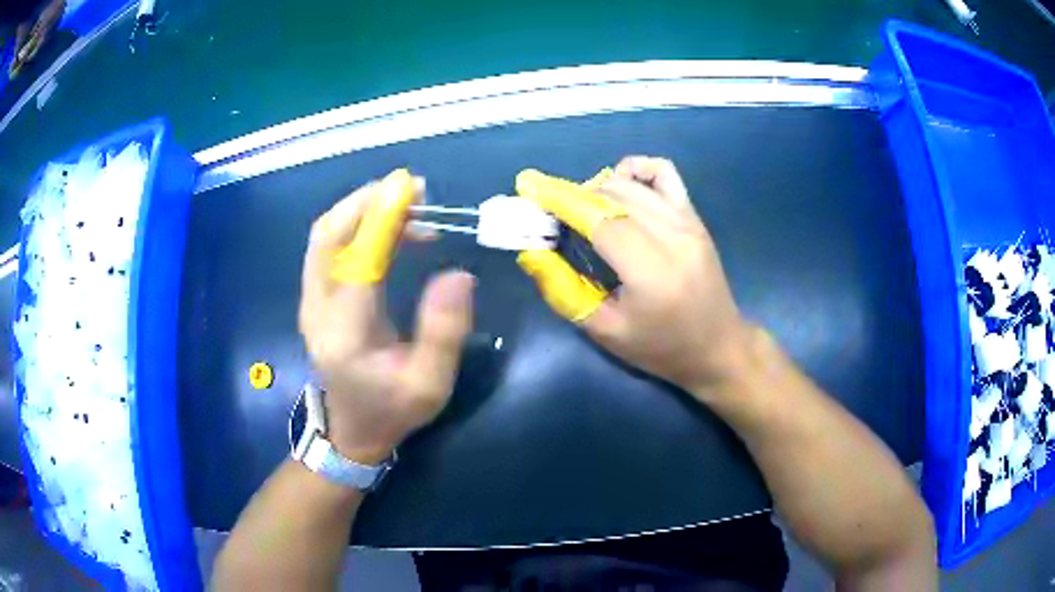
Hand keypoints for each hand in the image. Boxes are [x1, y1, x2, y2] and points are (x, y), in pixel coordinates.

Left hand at [299, 170, 474, 463]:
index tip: (413, 190)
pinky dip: (357, 225)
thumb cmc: (392, 410)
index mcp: (344, 334)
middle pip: (326, 236)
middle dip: (367, 202)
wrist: (352, 430)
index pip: (356, 262)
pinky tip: (390, 227)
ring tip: (408, 205)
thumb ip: (443, 332)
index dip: (382, 219)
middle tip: (413, 190)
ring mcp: (310, 301)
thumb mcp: (430, 385)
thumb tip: (459, 274)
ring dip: (362, 209)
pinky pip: (330, 247)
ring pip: (324, 236)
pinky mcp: (315, 297)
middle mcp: (317, 310)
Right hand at [516, 157, 750, 396]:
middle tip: (549, 214)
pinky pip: (663, 173)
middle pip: (612, 195)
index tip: (528, 188)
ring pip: (632, 184)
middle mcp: (673, 237)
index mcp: (651, 272)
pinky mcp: (695, 217)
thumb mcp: (605, 332)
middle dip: (572, 196)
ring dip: (597, 188)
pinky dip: (635, 171)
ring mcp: (688, 222)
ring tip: (580, 210)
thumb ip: (563, 291)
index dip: (560, 199)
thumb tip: (532, 252)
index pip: (599, 218)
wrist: (718, 347)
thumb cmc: (660, 349)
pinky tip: (620, 187)